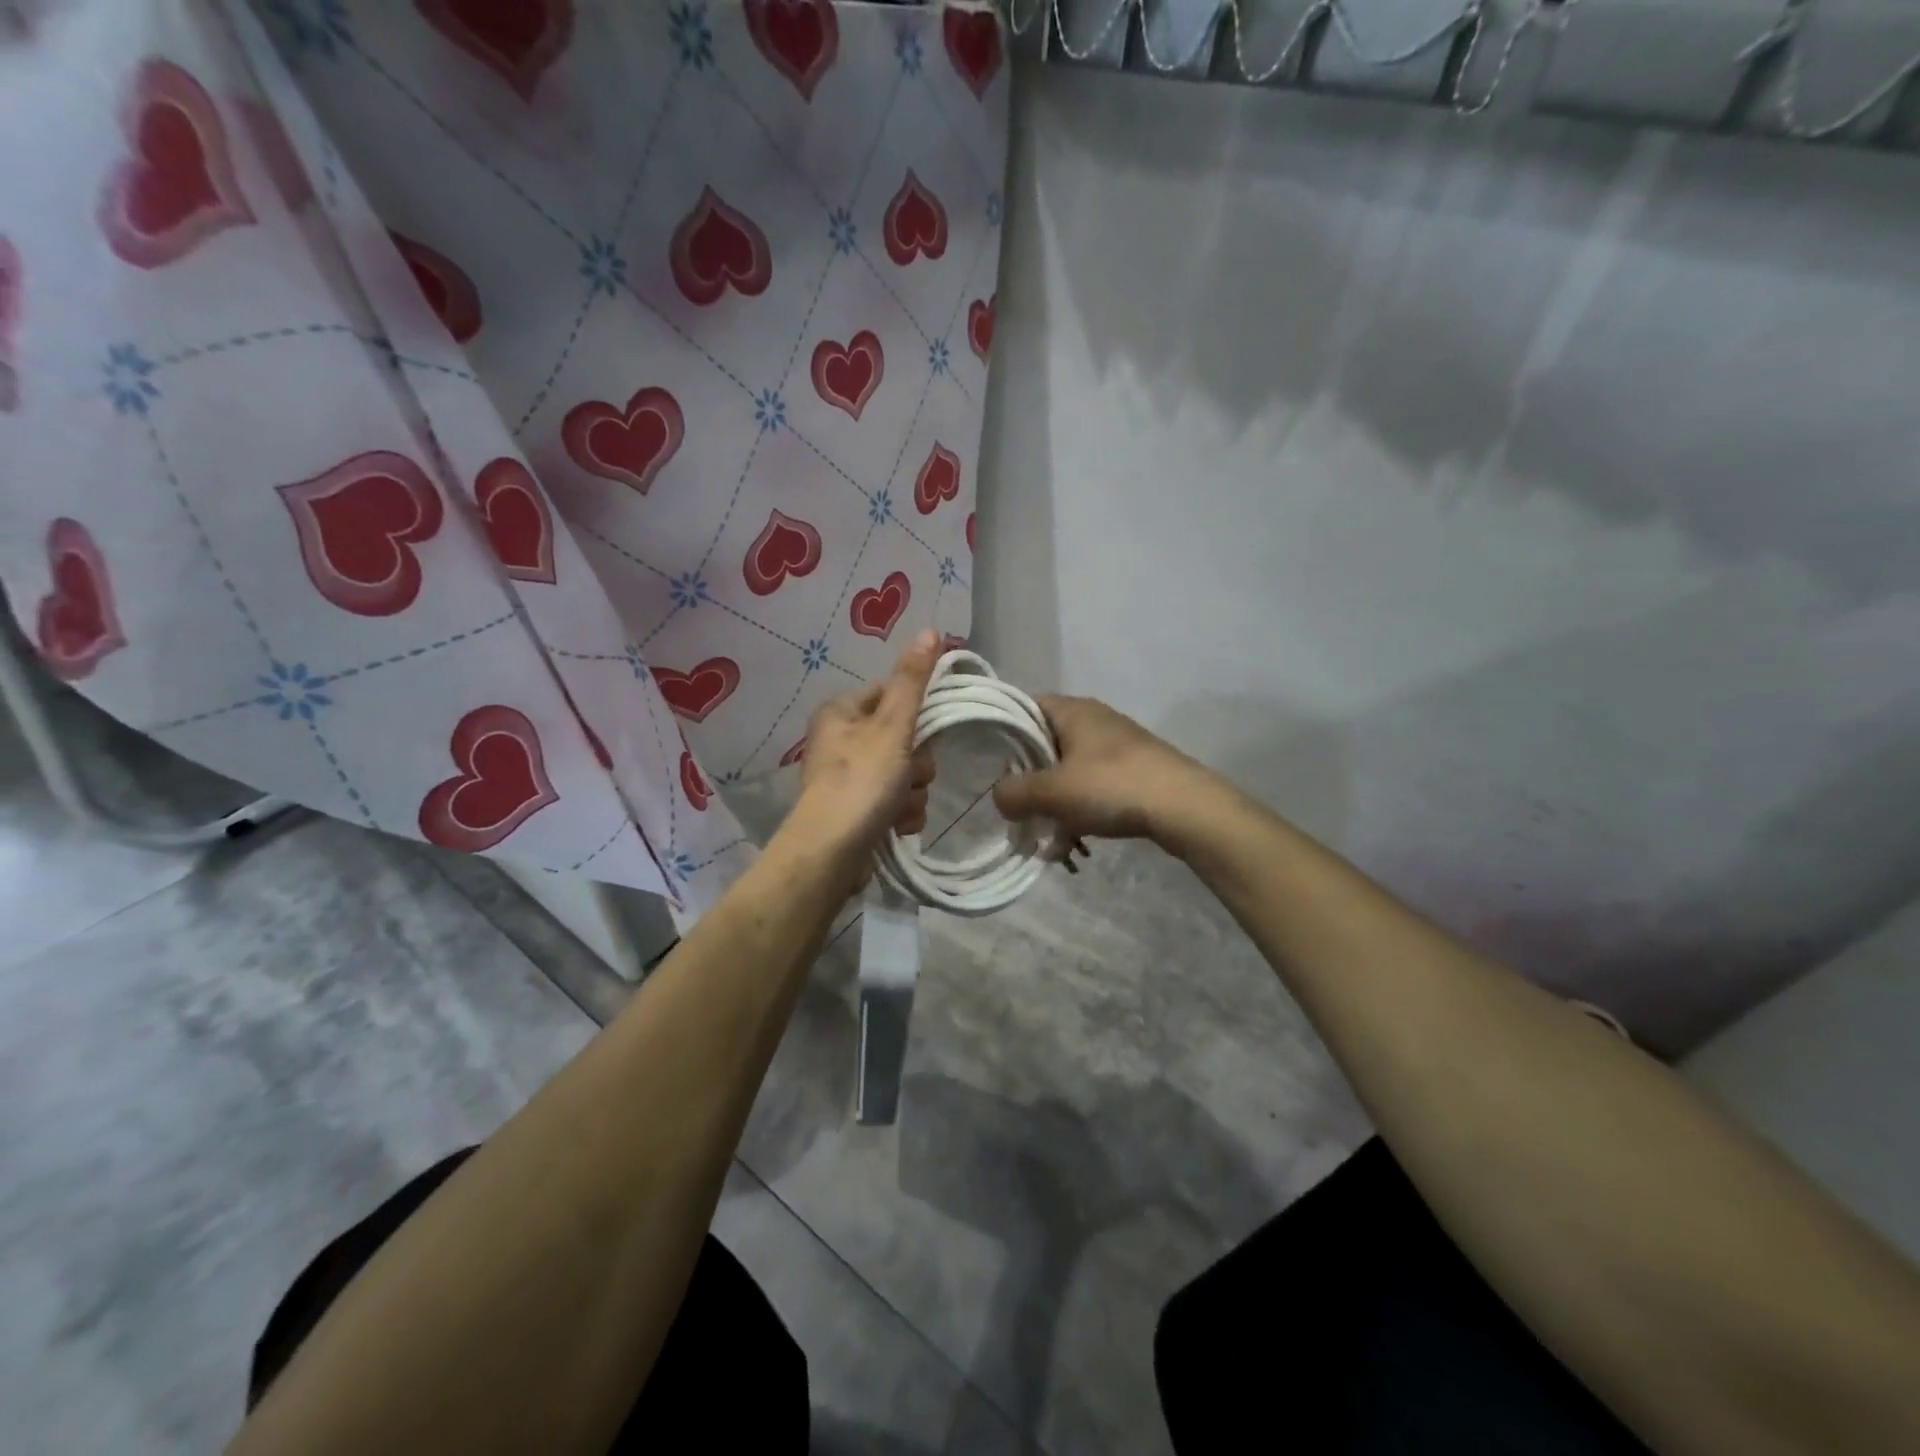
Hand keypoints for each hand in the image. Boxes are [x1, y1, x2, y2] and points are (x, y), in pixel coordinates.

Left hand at [786, 631, 940, 870]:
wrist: (831, 854)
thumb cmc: (861, 781)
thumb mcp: (892, 725)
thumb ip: (913, 680)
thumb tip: (930, 630)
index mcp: (841, 711)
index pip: (893, 695)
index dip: (916, 715)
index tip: (925, 734)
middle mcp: (841, 740)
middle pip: (905, 737)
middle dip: (916, 763)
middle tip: (907, 775)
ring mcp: (850, 777)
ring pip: (906, 772)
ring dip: (912, 791)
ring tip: (898, 806)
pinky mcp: (859, 810)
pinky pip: (898, 801)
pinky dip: (902, 812)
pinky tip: (895, 825)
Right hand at [993, 695, 1211, 846]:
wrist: (1185, 807)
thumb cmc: (1111, 786)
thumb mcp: (1053, 791)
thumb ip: (1015, 793)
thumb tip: (999, 797)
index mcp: (1073, 710)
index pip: (1026, 708)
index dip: (1005, 733)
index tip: (990, 764)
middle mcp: (1095, 720)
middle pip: (1047, 744)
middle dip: (1030, 780)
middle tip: (1016, 809)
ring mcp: (1118, 747)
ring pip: (1071, 772)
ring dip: (1055, 803)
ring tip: (1047, 838)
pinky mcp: (1135, 772)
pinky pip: (1095, 788)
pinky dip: (1080, 811)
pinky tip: (1074, 843)